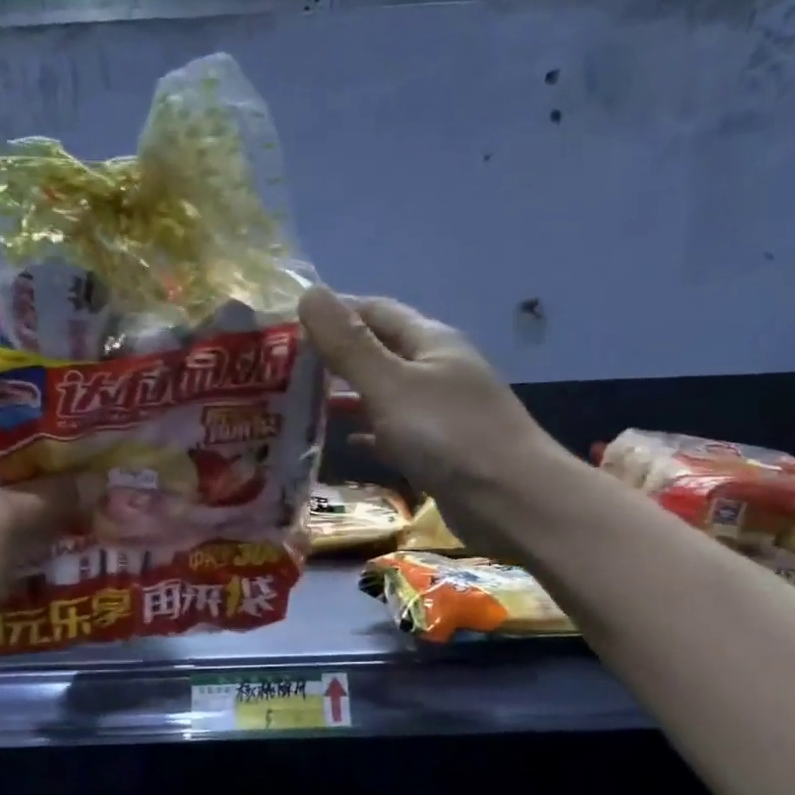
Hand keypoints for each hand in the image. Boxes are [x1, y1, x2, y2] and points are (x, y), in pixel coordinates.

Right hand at [298, 287, 564, 555]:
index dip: (333, 312)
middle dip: (335, 356)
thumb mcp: (390, 384)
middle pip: (379, 351)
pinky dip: (370, 432)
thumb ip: (348, 344)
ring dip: (349, 396)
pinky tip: (345, 442)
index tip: (286, 325)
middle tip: (283, 370)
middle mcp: (437, 369)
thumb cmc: (448, 435)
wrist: (512, 501)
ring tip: (301, 404)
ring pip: (385, 393)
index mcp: (430, 341)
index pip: (375, 310)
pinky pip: (396, 431)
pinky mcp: (440, 449)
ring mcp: (441, 411)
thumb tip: (308, 293)